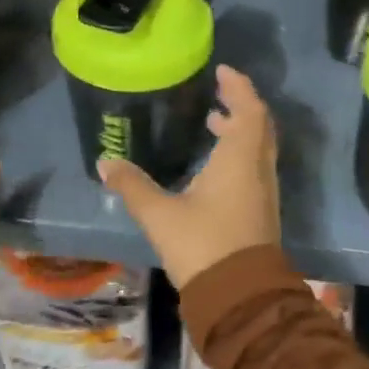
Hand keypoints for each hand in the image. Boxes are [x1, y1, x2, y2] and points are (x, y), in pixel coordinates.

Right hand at [98, 65, 279, 288]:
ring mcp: (264, 192)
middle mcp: (258, 169)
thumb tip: (104, 162)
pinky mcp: (261, 212)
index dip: (239, 87)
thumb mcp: (160, 215)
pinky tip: (215, 164)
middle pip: (259, 125)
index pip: (249, 110)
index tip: (222, 71)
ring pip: (258, 147)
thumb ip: (132, 186)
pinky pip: (255, 166)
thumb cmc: (203, 246)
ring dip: (240, 129)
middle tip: (218, 91)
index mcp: (240, 159)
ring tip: (213, 121)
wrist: (240, 297)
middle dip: (240, 104)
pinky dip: (240, 151)